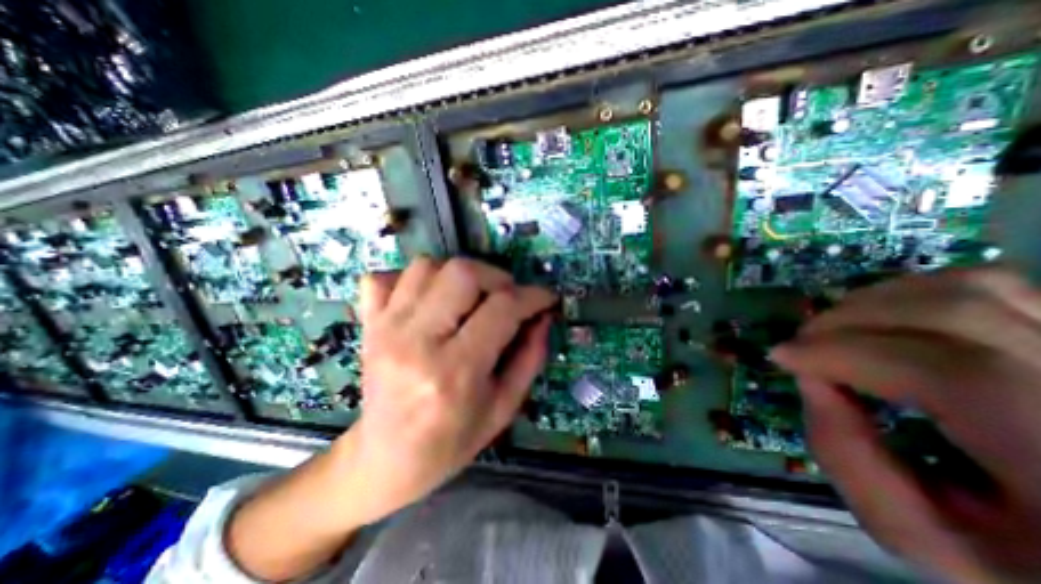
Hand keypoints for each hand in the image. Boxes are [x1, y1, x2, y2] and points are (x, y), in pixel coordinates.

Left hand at [337, 258, 555, 522]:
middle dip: (496, 278)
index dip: (532, 296)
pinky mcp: (369, 325)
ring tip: (471, 298)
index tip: (546, 298)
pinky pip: (384, 277)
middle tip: (507, 297)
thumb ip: (530, 357)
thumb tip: (544, 316)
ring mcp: (386, 328)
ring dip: (459, 275)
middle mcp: (417, 341)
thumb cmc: (451, 442)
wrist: (384, 461)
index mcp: (455, 371)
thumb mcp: (504, 407)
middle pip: (462, 273)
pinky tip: (429, 299)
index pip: (502, 309)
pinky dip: (412, 279)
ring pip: (427, 266)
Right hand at [772, 268, 1040, 582]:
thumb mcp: (927, 540)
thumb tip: (809, 380)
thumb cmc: (1020, 566)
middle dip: (847, 321)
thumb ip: (851, 462)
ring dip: (876, 301)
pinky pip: (990, 285)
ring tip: (834, 330)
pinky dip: (913, 291)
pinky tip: (878, 318)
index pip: (952, 375)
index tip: (781, 357)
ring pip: (974, 287)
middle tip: (802, 344)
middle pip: (956, 315)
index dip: (845, 354)